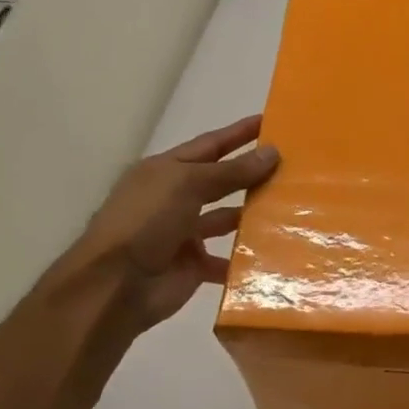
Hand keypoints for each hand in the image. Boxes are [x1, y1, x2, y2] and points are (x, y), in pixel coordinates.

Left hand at [62, 114, 278, 331]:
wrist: (115, 286)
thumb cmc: (145, 222)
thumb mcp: (187, 185)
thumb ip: (231, 171)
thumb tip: (272, 152)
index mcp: (165, 172)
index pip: (209, 146)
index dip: (238, 134)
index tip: (271, 122)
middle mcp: (174, 199)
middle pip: (221, 182)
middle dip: (252, 174)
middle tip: (292, 166)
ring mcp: (184, 234)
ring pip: (227, 219)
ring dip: (254, 215)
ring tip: (293, 207)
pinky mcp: (194, 267)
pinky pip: (228, 260)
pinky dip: (248, 258)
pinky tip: (278, 251)